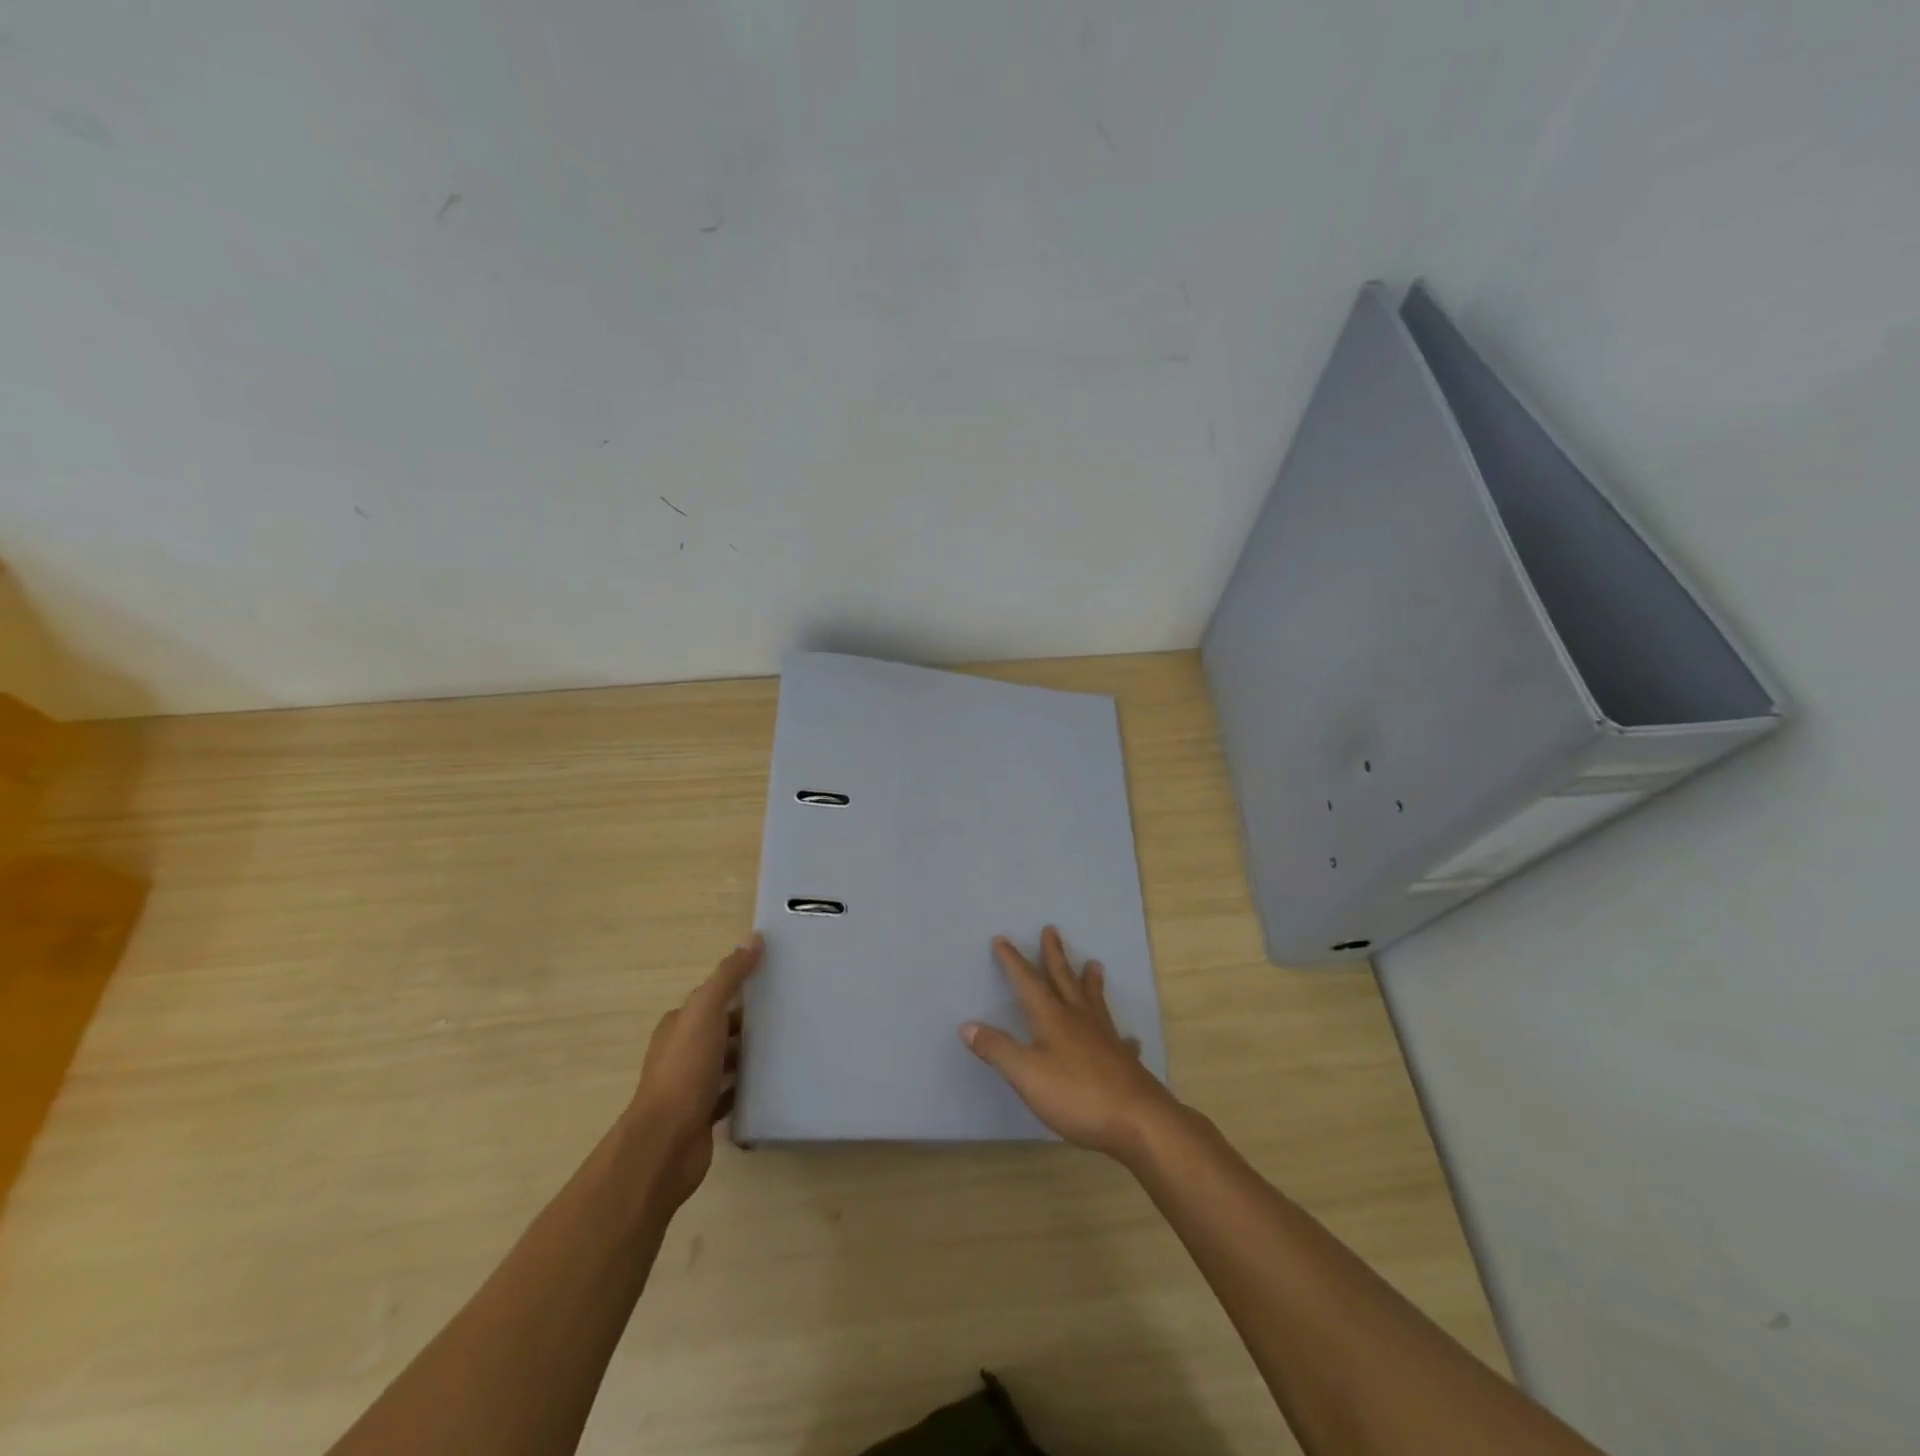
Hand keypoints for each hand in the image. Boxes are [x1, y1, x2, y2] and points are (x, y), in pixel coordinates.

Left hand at [628, 934, 761, 1207]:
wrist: (666, 1143)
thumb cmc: (684, 1070)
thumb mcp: (706, 1011)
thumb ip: (728, 976)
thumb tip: (753, 938)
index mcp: (678, 1025)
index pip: (710, 998)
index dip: (737, 989)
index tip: (772, 982)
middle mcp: (681, 1053)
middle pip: (719, 1029)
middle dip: (747, 1021)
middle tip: (788, 1014)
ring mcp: (690, 1086)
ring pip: (725, 1062)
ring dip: (749, 1054)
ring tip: (787, 1046)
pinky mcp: (703, 1116)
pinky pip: (730, 1094)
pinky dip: (747, 1087)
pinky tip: (772, 1083)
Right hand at [961, 926, 1180, 1162]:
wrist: (1137, 1120)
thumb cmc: (1076, 1095)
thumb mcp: (1026, 1075)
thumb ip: (997, 1049)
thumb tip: (967, 1025)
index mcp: (1052, 1019)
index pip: (1028, 983)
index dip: (1013, 962)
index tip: (1002, 939)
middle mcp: (1079, 1019)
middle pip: (1064, 980)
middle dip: (1054, 956)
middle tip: (1052, 930)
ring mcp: (1105, 1038)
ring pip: (1094, 1001)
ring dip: (1090, 982)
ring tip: (1094, 964)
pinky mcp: (1123, 1060)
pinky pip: (1120, 1040)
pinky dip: (1120, 1035)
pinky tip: (1128, 1038)